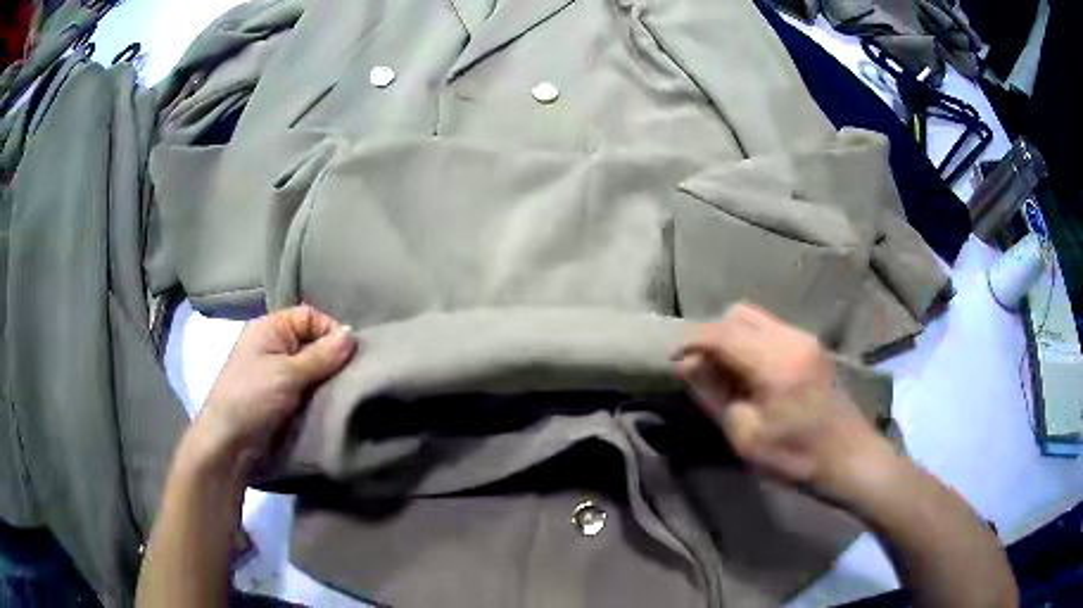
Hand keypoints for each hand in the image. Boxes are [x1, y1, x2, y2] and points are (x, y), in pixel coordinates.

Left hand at [183, 305, 357, 470]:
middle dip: (333, 357)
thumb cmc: (251, 398)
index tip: (350, 355)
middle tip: (355, 375)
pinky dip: (321, 395)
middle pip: (313, 342)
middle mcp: (274, 346)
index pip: (309, 316)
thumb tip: (353, 335)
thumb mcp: (287, 373)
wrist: (229, 443)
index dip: (330, 330)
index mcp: (270, 328)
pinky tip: (336, 404)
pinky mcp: (283, 399)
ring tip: (349, 392)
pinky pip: (309, 390)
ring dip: (329, 380)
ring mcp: (278, 374)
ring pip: (313, 369)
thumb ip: (321, 355)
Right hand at [673, 302, 895, 501]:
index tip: (671, 359)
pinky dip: (752, 342)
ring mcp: (805, 338)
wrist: (851, 459)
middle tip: (700, 369)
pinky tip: (751, 373)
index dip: (691, 341)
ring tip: (724, 372)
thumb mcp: (746, 436)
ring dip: (733, 337)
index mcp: (775, 361)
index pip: (722, 333)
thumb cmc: (797, 457)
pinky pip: (772, 330)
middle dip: (712, 335)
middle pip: (738, 314)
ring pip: (756, 318)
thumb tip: (686, 364)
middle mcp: (791, 337)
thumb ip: (714, 394)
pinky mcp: (812, 346)